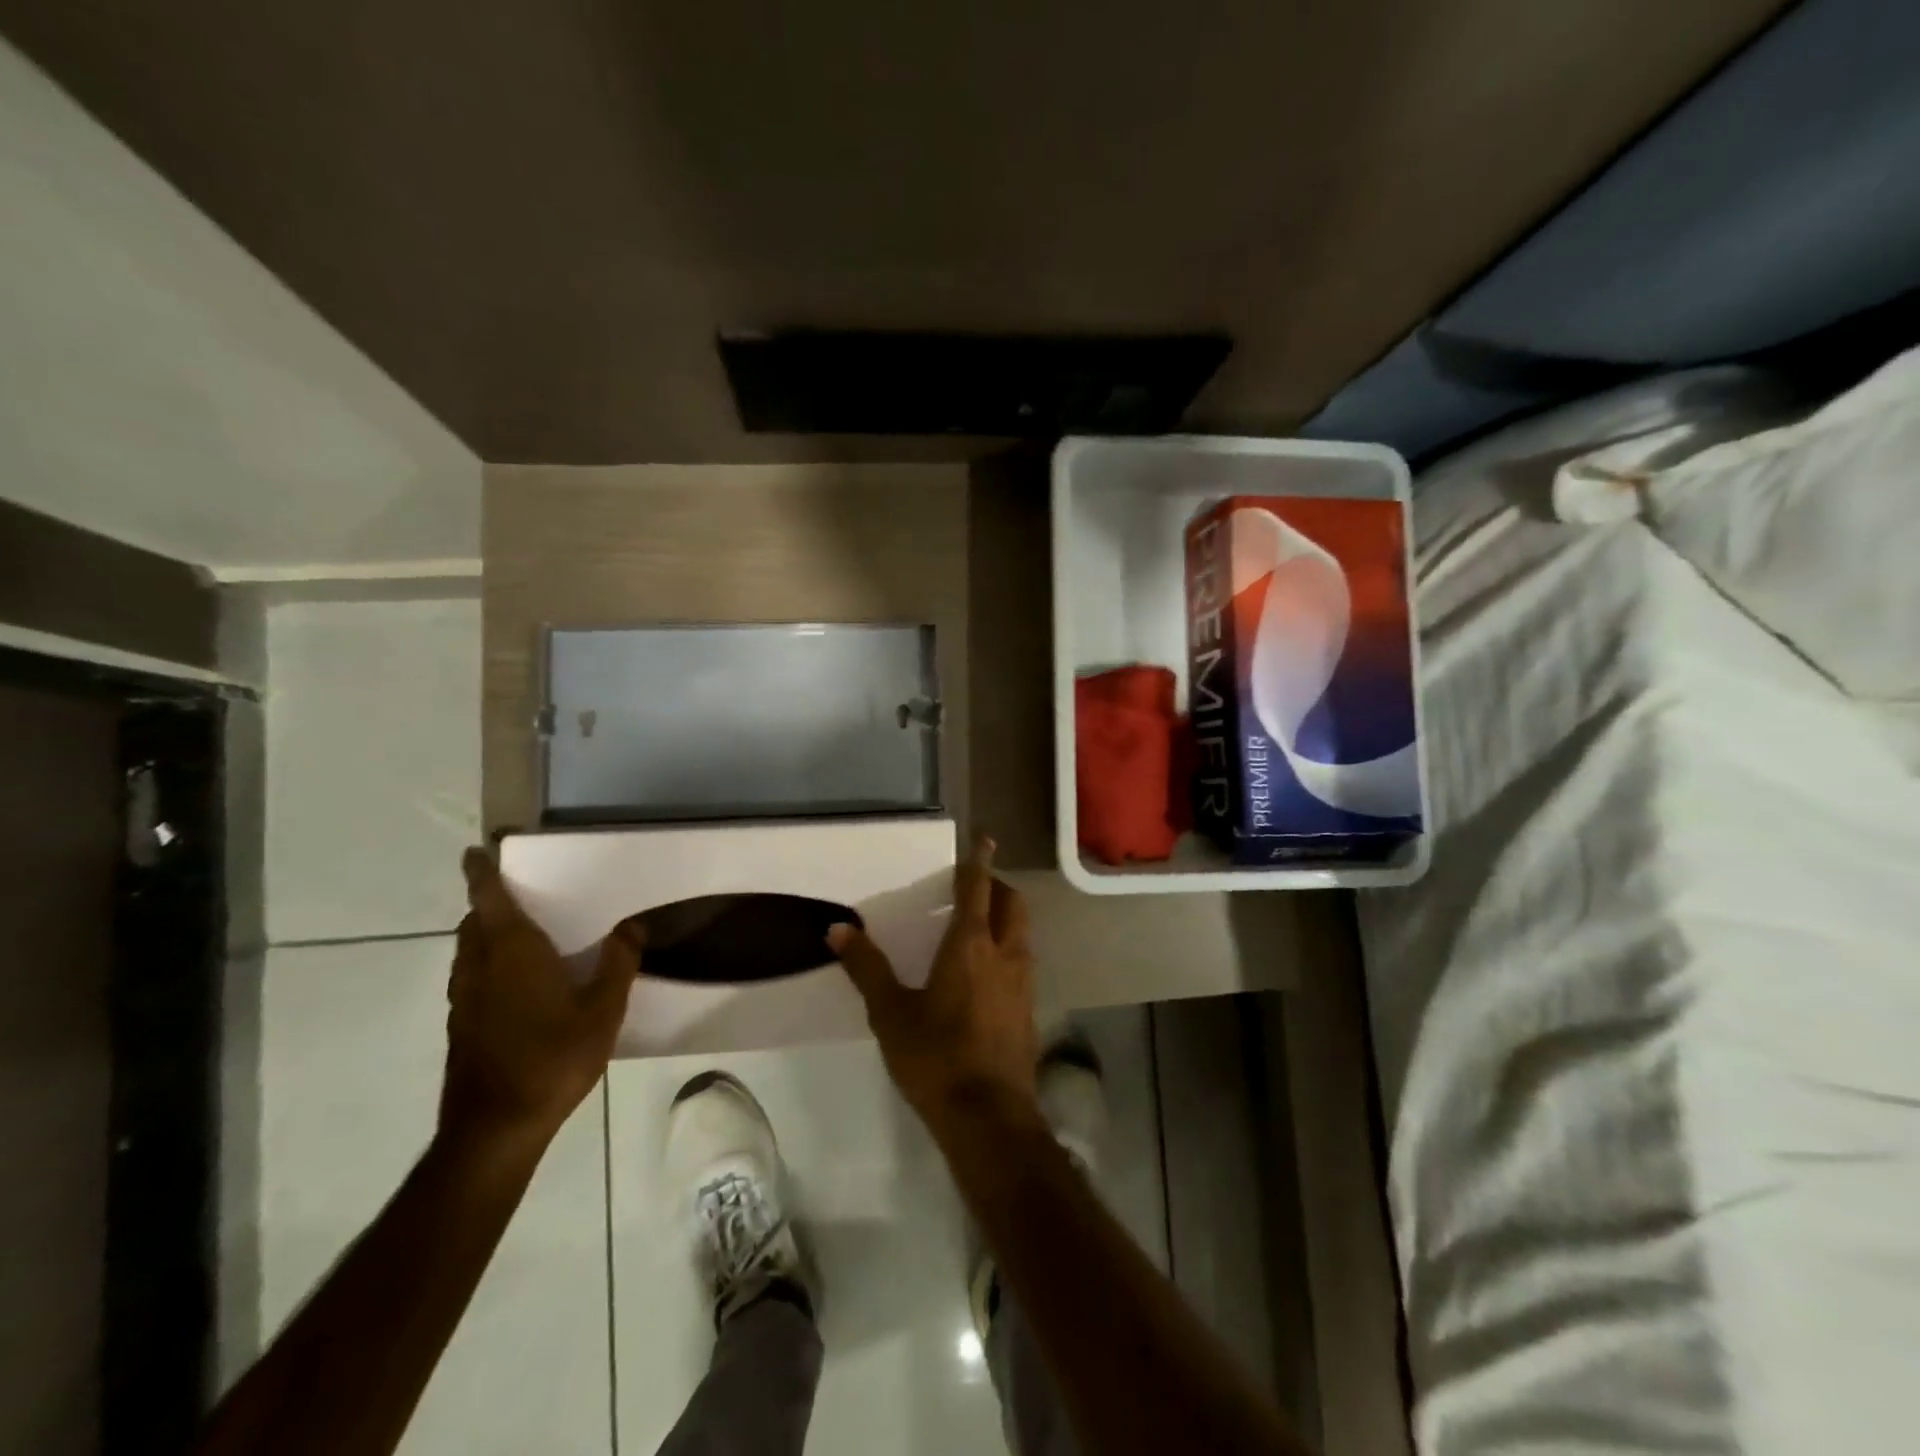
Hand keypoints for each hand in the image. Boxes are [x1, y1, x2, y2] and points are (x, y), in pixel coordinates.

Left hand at [440, 848, 641, 1159]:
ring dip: (485, 936)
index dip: (481, 874)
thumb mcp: (604, 1009)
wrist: (495, 1128)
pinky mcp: (462, 1028)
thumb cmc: (553, 1058)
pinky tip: (517, 986)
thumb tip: (630, 926)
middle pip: (474, 924)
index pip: (489, 901)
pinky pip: (471, 978)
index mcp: (512, 954)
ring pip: (468, 953)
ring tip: (519, 936)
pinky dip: (486, 965)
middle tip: (517, 896)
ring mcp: (465, 1001)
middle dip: (488, 905)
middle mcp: (480, 969)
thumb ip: (618, 963)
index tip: (475, 853)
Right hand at [829, 838, 1037, 1131]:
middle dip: (998, 887)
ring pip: (1022, 933)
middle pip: (1013, 904)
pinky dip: (1009, 950)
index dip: (979, 862)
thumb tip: (838, 929)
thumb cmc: (935, 1057)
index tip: (984, 840)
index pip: (978, 888)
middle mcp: (1004, 954)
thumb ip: (866, 968)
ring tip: (980, 926)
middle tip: (977, 886)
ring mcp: (1023, 983)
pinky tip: (987, 974)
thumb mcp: (890, 1013)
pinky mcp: (1029, 1010)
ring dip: (1006, 919)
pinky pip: (1022, 963)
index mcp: (970, 945)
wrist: (989, 1116)